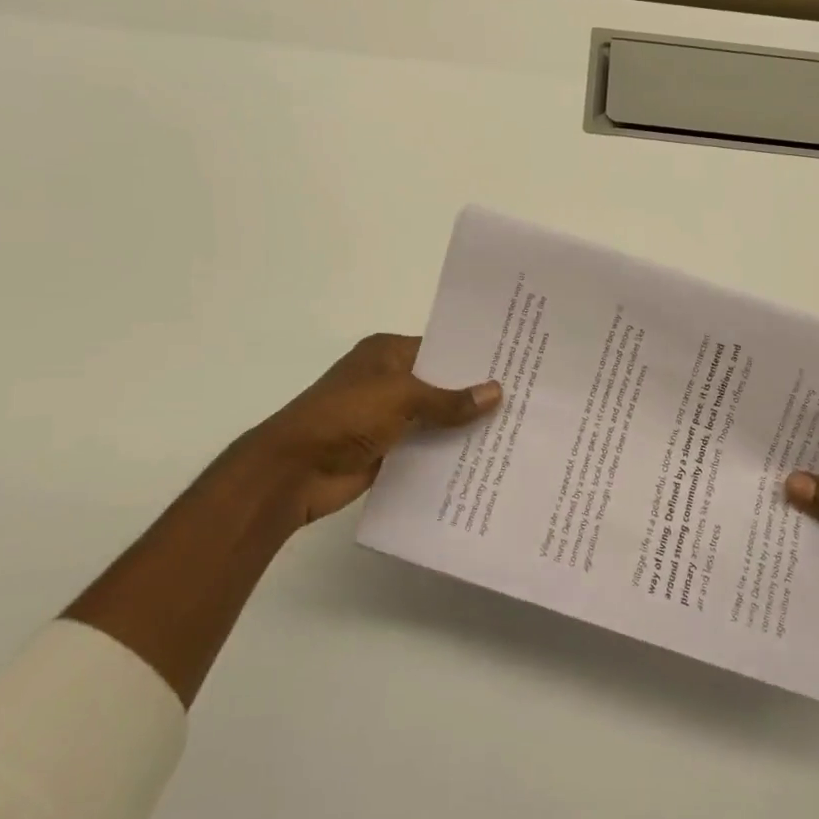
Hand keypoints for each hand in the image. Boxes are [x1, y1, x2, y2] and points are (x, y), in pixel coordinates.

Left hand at [241, 333, 500, 524]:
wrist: (293, 470)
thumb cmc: (345, 416)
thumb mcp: (401, 398)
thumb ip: (449, 400)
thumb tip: (496, 392)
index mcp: (387, 353)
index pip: (440, 348)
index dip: (473, 357)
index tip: (514, 363)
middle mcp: (389, 380)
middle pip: (440, 384)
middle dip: (474, 394)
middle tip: (525, 398)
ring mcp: (386, 417)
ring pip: (435, 419)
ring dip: (463, 427)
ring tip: (514, 430)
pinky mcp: (386, 450)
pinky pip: (425, 448)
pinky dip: (447, 454)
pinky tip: (483, 459)